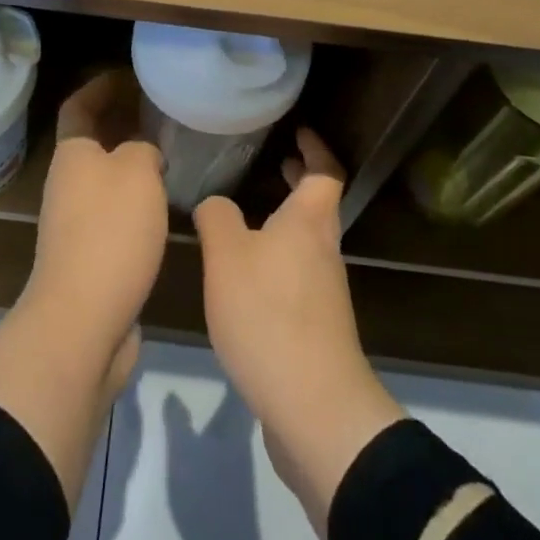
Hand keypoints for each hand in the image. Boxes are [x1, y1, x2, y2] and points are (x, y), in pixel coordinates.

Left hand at [24, 68, 169, 356]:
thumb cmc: (110, 232)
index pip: (78, 106)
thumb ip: (143, 150)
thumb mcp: (137, 172)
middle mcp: (67, 184)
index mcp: (72, 155)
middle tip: (158, 113)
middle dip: (120, 123)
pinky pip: (112, 213)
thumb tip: (143, 154)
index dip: (99, 87)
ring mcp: (74, 223)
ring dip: (130, 163)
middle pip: (91, 141)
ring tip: (169, 154)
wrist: (83, 320)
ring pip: (104, 179)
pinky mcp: (89, 257)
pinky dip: (135, 200)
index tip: (128, 75)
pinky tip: (164, 205)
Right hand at [194, 128, 405, 535]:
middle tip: (277, 163)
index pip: (325, 172)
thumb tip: (215, 204)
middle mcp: (324, 250)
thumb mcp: (226, 256)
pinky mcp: (317, 328)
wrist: (313, 408)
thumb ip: (217, 218)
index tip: (299, 132)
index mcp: (308, 222)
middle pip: (319, 206)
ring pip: (308, 242)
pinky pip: (299, 276)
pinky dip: (280, 260)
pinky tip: (248, 277)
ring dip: (288, 223)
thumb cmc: (269, 315)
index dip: (315, 148)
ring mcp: (325, 292)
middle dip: (301, 182)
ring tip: (251, 218)